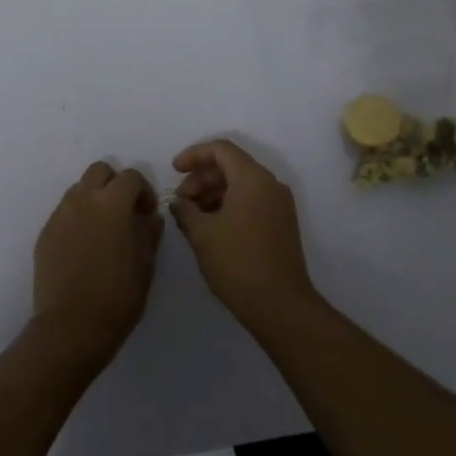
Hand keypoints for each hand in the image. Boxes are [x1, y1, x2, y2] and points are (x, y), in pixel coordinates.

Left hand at [32, 161, 163, 361]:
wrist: (71, 327)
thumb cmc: (117, 297)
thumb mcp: (145, 266)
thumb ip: (149, 233)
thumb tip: (151, 217)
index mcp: (111, 204)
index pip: (130, 177)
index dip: (143, 190)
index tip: (147, 213)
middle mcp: (82, 201)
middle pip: (99, 171)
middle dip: (115, 184)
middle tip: (125, 211)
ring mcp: (59, 216)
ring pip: (78, 189)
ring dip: (94, 198)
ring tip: (103, 229)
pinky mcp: (45, 234)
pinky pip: (64, 212)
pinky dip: (77, 217)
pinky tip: (84, 246)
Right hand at [170, 139, 319, 336]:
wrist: (281, 306)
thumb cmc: (238, 263)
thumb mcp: (202, 234)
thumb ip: (185, 210)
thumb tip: (178, 202)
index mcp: (253, 179)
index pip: (221, 150)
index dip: (194, 155)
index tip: (173, 170)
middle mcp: (270, 184)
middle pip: (231, 165)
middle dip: (201, 177)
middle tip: (180, 200)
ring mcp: (279, 205)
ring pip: (241, 184)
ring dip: (214, 192)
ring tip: (191, 215)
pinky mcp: (282, 223)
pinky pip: (252, 200)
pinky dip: (229, 204)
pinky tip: (211, 226)